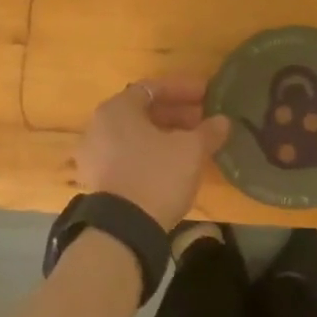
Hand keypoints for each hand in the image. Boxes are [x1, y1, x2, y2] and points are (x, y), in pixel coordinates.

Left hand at [75, 77, 231, 231]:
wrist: (125, 229)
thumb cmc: (158, 175)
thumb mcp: (191, 150)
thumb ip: (208, 131)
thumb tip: (223, 121)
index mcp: (117, 109)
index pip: (153, 88)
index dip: (184, 89)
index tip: (208, 95)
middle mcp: (99, 126)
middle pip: (142, 111)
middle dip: (176, 113)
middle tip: (203, 119)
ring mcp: (94, 154)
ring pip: (135, 134)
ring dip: (164, 134)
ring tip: (193, 142)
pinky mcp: (98, 179)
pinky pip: (128, 154)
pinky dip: (151, 152)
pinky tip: (174, 163)